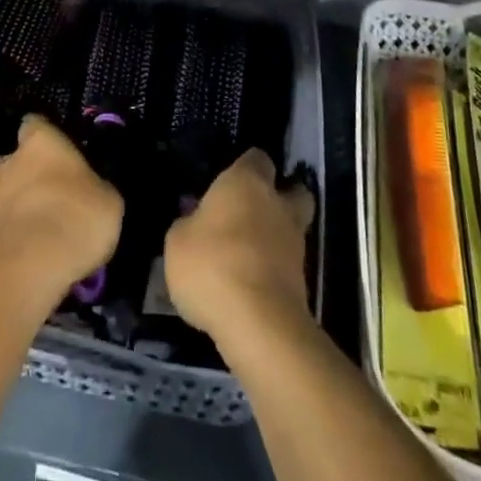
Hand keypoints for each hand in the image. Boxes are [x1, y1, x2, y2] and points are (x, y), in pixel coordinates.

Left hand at [0, 116, 122, 295]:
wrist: (29, 267)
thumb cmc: (76, 216)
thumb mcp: (109, 200)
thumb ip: (96, 186)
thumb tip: (91, 189)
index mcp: (40, 139)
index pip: (36, 124)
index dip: (49, 137)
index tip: (63, 153)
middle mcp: (10, 159)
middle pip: (20, 159)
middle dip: (34, 173)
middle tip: (58, 193)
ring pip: (11, 192)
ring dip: (25, 204)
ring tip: (49, 228)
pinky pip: (7, 223)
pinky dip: (19, 232)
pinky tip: (38, 250)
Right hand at [164, 150, 315, 342]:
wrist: (258, 322)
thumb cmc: (211, 264)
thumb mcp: (177, 240)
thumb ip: (188, 223)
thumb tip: (195, 220)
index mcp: (247, 182)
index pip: (256, 157)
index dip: (245, 166)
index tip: (228, 181)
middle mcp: (277, 204)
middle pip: (292, 189)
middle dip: (280, 197)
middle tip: (252, 211)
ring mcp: (295, 243)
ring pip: (293, 227)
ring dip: (277, 235)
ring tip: (248, 252)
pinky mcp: (303, 281)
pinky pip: (288, 263)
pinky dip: (275, 268)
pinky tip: (251, 281)